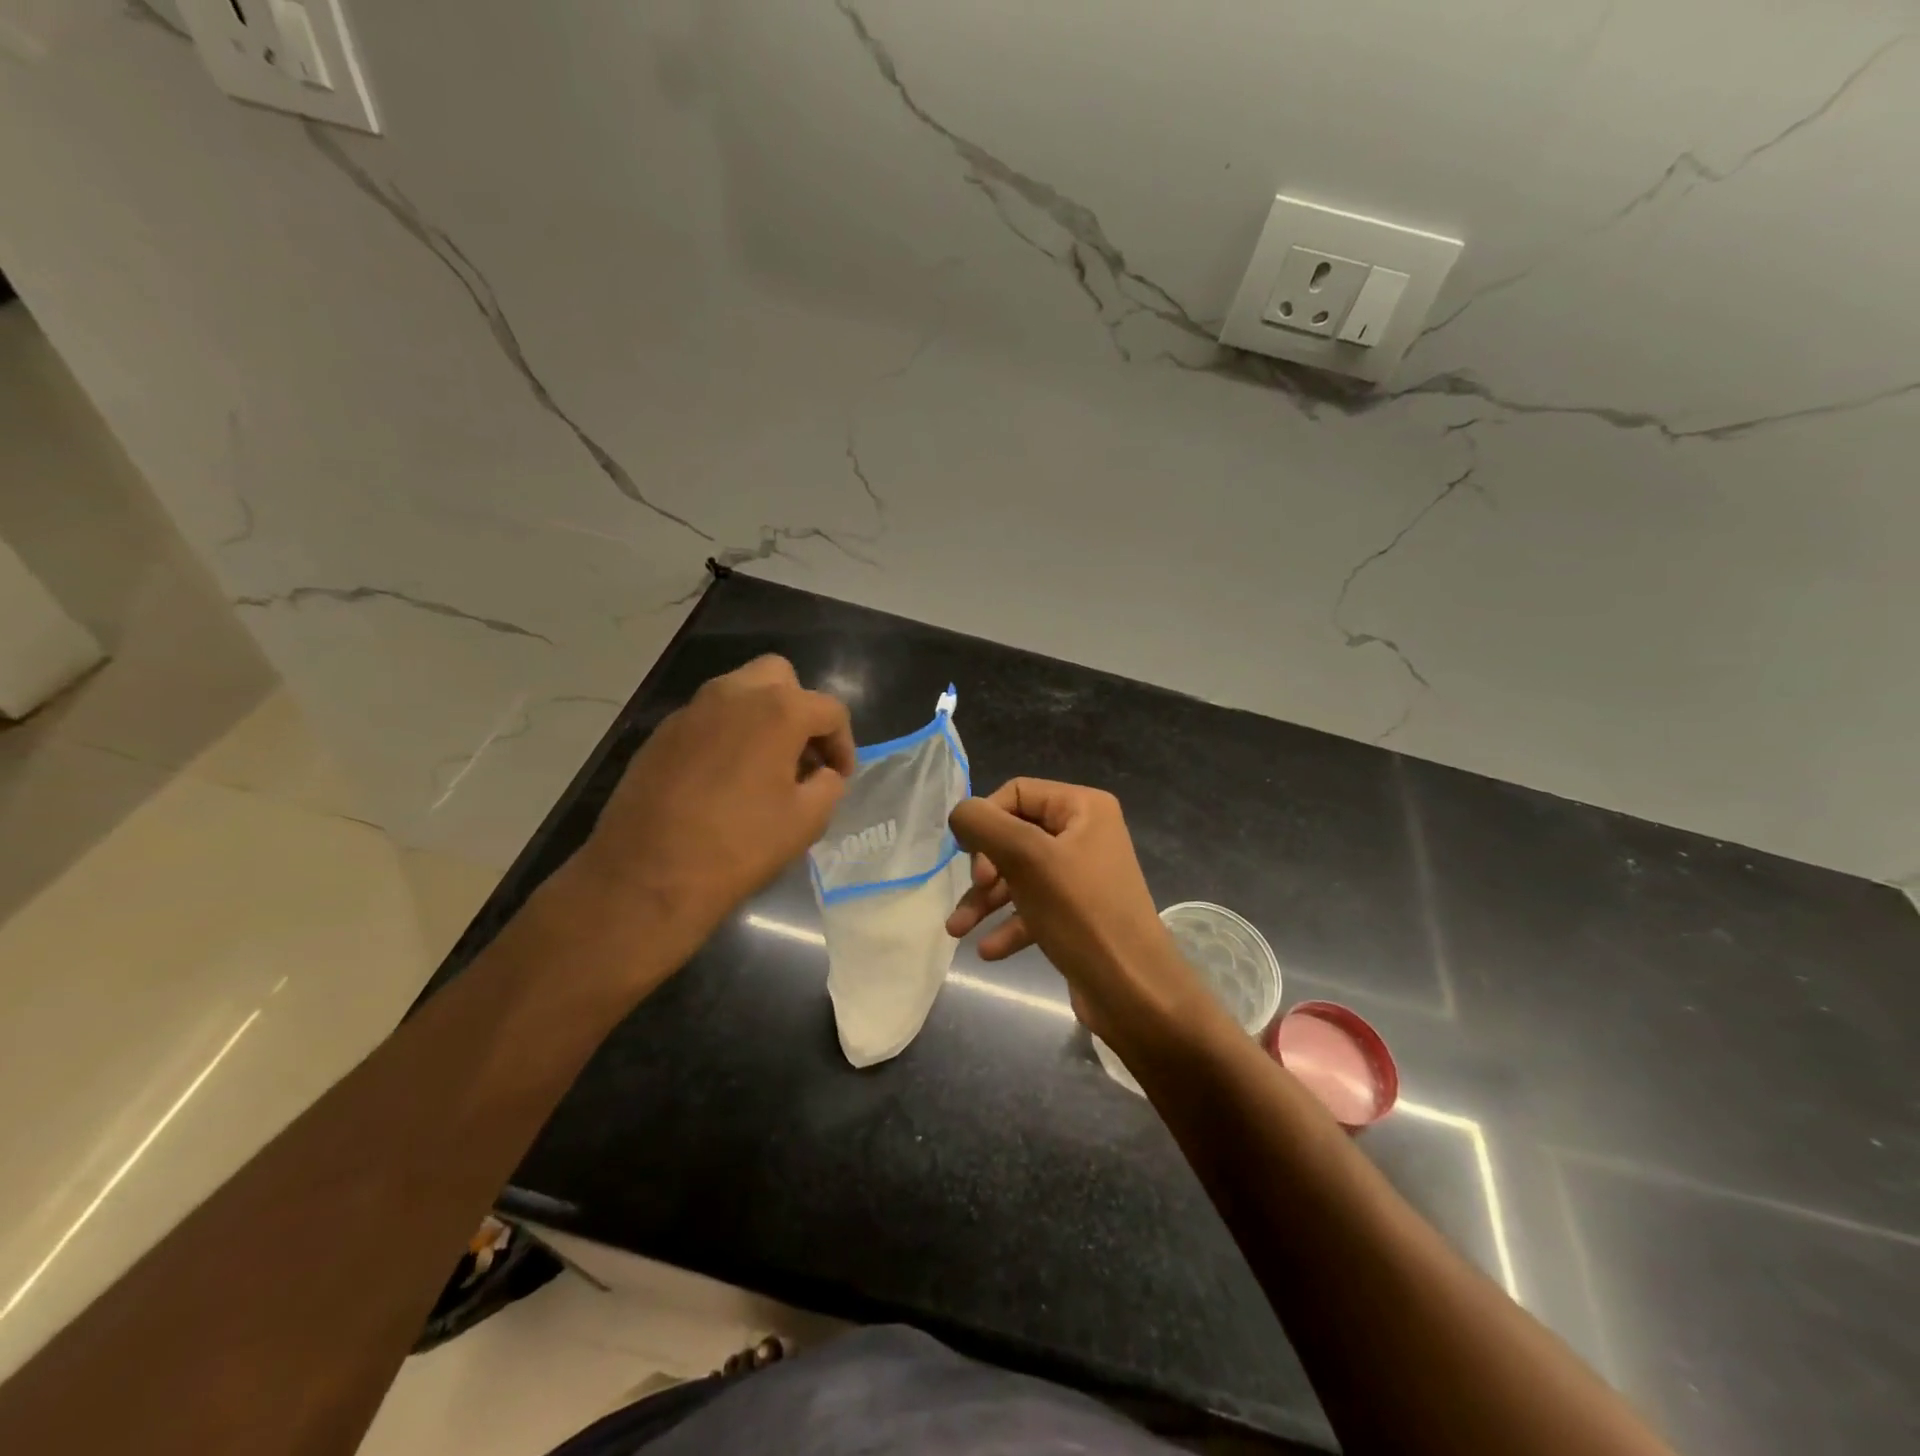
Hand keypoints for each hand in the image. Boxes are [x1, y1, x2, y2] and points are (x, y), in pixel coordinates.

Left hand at [571, 655, 854, 979]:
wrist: (647, 874)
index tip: (840, 777)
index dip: (843, 743)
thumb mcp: (806, 821)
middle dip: (800, 709)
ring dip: (762, 718)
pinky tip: (725, 778)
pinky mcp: (660, 733)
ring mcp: (691, 710)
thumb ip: (828, 786)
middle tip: (803, 755)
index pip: (829, 710)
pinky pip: (708, 718)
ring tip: (765, 766)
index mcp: (778, 710)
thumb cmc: (739, 845)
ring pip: (739, 692)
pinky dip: (728, 734)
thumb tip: (823, 775)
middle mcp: (733, 694)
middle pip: (780, 678)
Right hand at [946, 779, 1209, 1048]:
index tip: (967, 857)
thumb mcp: (1027, 859)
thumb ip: (985, 825)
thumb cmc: (1081, 914)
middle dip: (984, 867)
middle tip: (976, 890)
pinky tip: (988, 951)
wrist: (1134, 992)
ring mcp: (1082, 876)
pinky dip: (1009, 925)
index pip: (1016, 793)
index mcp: (1083, 808)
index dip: (985, 820)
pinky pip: (1034, 907)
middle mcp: (1085, 834)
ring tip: (957, 931)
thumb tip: (960, 814)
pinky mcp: (1078, 914)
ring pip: (1019, 875)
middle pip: (1015, 835)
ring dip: (986, 900)